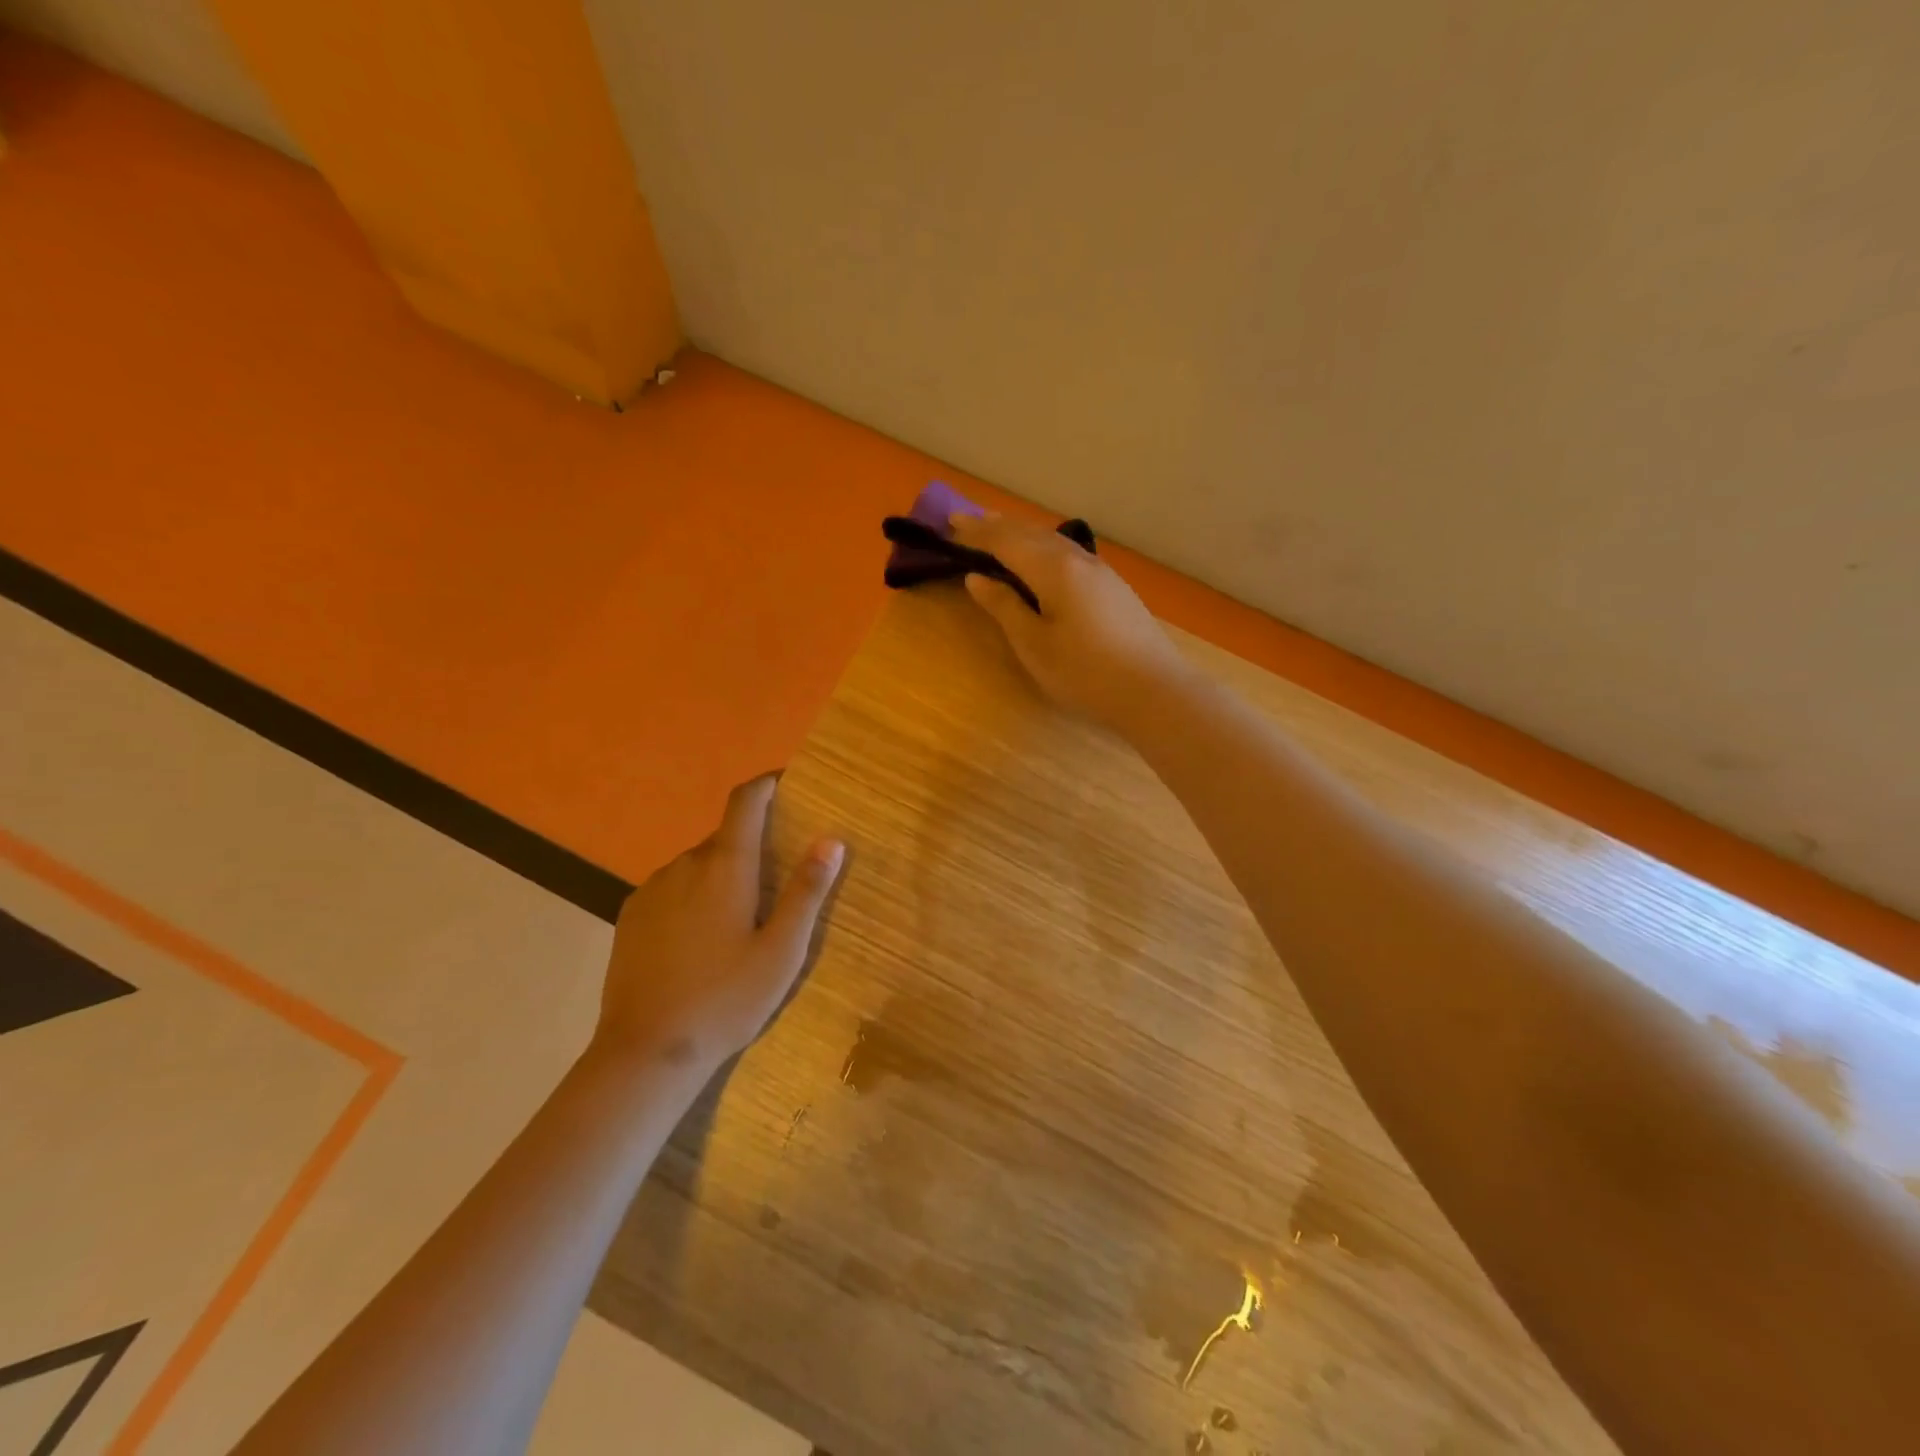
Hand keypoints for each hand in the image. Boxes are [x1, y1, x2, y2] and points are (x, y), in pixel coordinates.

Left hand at [591, 775, 844, 1071]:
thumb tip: (831, 840)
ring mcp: (652, 889)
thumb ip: (807, 892)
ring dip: (722, 875)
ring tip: (739, 923)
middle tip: (776, 885)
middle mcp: (685, 865)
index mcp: (725, 866)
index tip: (786, 784)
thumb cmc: (726, 999)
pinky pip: (673, 888)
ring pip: (698, 865)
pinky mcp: (631, 915)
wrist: (645, 1052)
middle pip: (725, 837)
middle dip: (752, 847)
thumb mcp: (782, 951)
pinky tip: (700, 942)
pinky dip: (694, 896)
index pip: (745, 801)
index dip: (766, 785)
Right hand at [950, 512, 1188, 725]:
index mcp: (1053, 569)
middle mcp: (1077, 559)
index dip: (977, 532)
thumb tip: (977, 577)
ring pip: (1053, 541)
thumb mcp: (1034, 644)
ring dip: (1022, 534)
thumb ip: (1004, 607)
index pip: (1006, 541)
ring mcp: (1100, 571)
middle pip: (1031, 534)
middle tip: (967, 520)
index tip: (950, 523)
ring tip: (1000, 532)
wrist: (1153, 689)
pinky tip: (1042, 558)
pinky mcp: (1112, 587)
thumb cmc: (1085, 672)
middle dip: (997, 526)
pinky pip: (1067, 554)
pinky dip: (1043, 548)